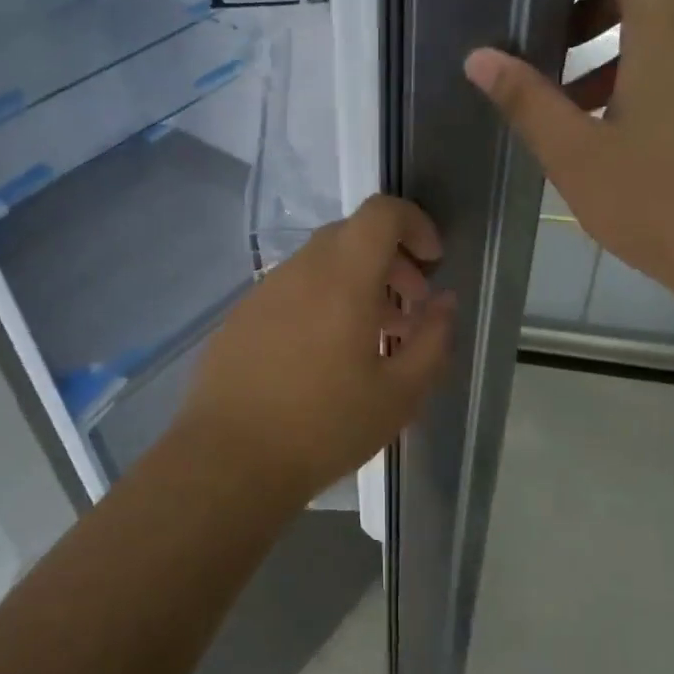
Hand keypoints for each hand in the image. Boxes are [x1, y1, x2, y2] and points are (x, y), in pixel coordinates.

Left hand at [175, 195, 457, 504]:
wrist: (229, 461)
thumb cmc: (324, 427)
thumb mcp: (400, 394)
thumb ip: (433, 340)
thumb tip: (444, 304)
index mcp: (341, 278)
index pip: (380, 212)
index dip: (415, 223)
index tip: (432, 262)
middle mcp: (298, 271)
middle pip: (350, 236)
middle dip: (390, 260)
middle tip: (409, 307)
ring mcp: (262, 293)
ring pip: (318, 266)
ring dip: (354, 285)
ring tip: (371, 339)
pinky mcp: (239, 318)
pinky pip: (290, 292)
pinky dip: (319, 302)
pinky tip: (322, 357)